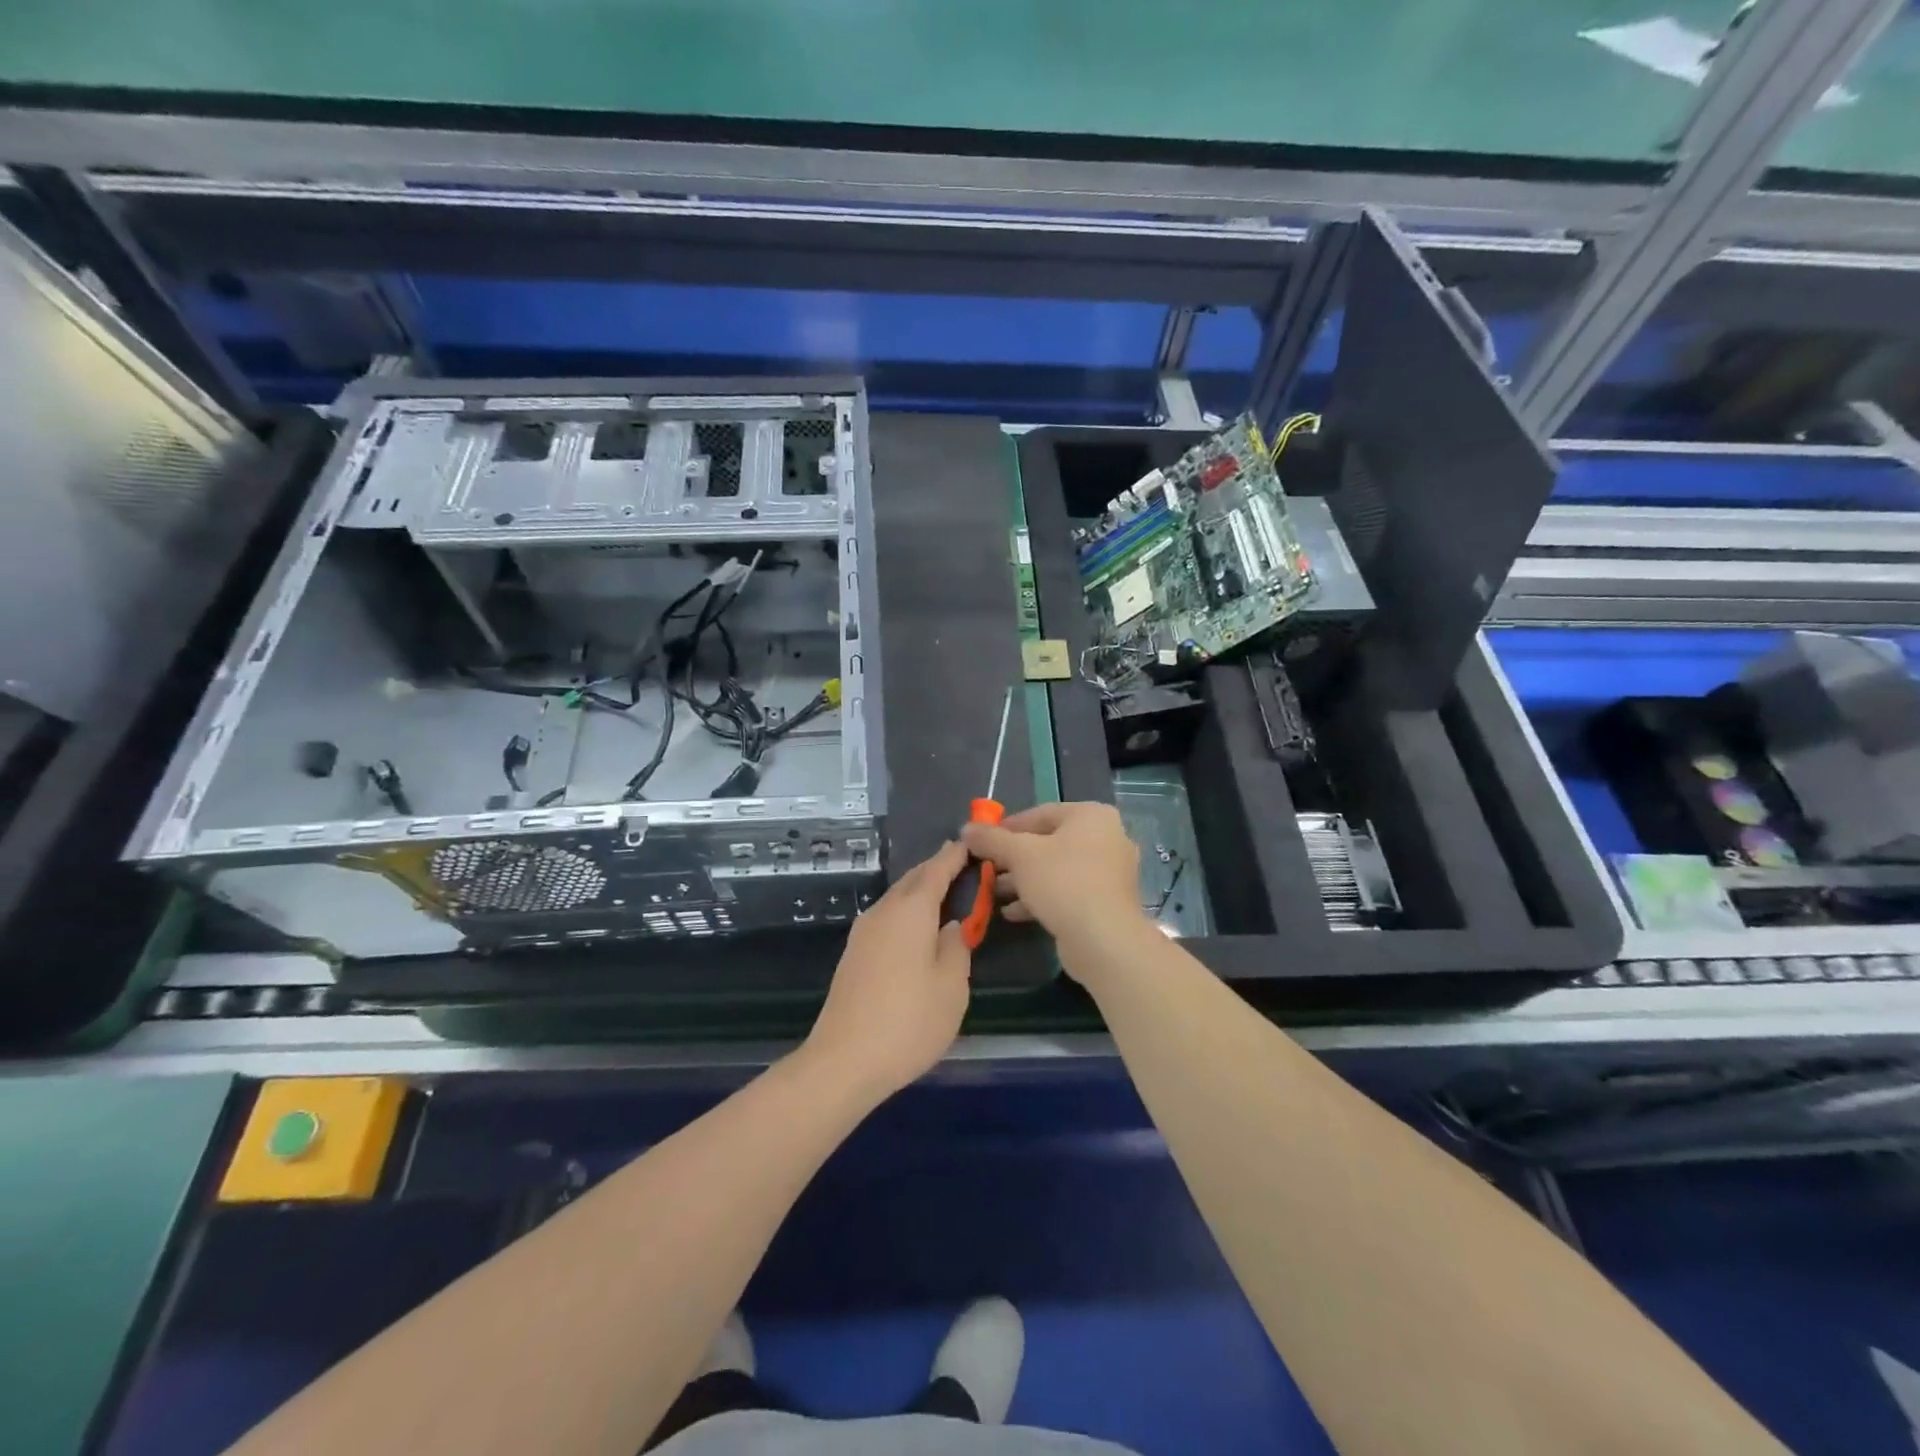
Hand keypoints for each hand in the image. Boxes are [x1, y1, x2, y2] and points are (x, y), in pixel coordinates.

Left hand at [803, 840, 972, 1100]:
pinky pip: (887, 917)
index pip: (937, 870)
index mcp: (911, 910)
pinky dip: (907, 911)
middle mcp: (884, 911)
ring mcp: (864, 932)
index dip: (955, 856)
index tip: (971, 843)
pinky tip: (918, 928)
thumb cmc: (909, 1021)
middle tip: (963, 866)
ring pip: (897, 898)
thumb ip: (957, 946)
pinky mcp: (854, 953)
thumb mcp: (952, 986)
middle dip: (937, 869)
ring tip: (946, 895)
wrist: (844, 1060)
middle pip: (914, 879)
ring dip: (921, 891)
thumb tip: (952, 925)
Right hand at [962, 801, 1146, 961]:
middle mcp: (1107, 837)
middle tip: (986, 868)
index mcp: (1091, 815)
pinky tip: (1012, 912)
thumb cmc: (1063, 882)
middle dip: (1013, 857)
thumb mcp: (1020, 855)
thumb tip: (966, 828)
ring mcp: (1109, 871)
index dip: (1006, 827)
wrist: (1104, 939)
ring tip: (993, 892)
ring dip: (1024, 880)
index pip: (1040, 813)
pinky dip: (1041, 896)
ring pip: (1057, 869)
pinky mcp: (1106, 901)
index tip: (982, 841)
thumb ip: (991, 839)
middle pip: (1048, 841)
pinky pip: (1068, 890)